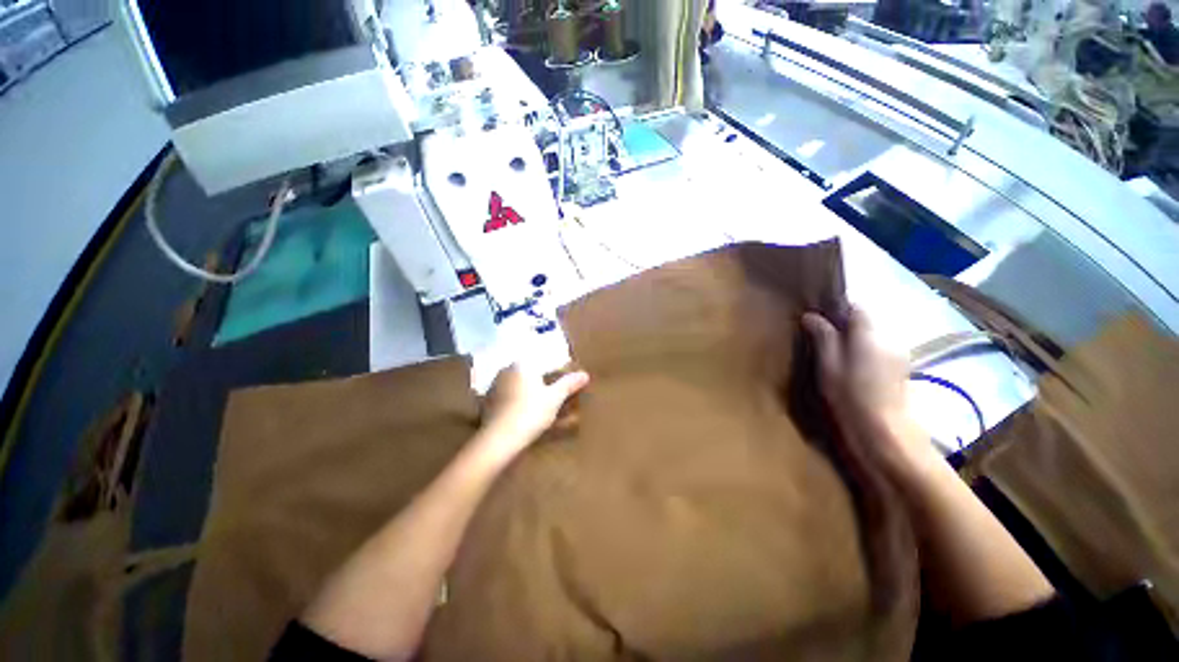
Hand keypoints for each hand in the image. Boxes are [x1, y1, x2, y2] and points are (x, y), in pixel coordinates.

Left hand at [479, 364, 589, 457]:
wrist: (499, 439)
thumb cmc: (530, 413)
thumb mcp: (554, 398)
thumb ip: (568, 384)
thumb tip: (585, 374)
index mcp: (522, 364)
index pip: (542, 360)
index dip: (554, 369)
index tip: (563, 379)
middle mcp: (506, 370)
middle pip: (529, 371)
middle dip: (541, 379)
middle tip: (553, 391)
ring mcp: (494, 386)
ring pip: (517, 384)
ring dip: (527, 390)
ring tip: (539, 403)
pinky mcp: (488, 401)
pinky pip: (507, 396)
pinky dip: (516, 400)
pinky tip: (523, 412)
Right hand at [802, 308, 935, 473]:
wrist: (883, 432)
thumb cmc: (849, 396)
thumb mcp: (828, 364)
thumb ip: (822, 336)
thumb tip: (811, 315)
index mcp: (869, 334)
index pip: (856, 306)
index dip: (837, 307)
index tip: (817, 317)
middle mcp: (889, 338)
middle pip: (865, 320)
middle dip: (844, 323)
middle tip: (820, 336)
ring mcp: (898, 353)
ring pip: (872, 335)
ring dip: (854, 338)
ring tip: (834, 352)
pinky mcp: (900, 368)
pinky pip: (878, 348)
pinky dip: (864, 350)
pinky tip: (852, 366)